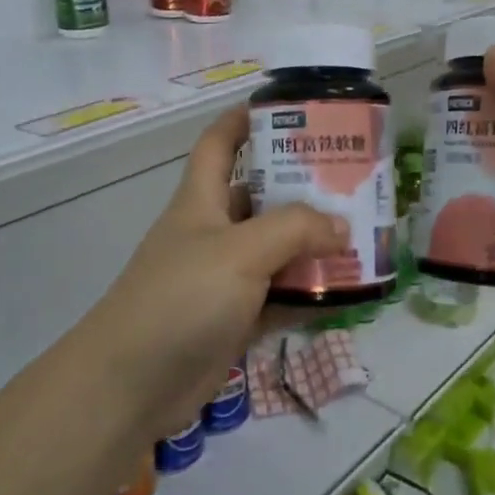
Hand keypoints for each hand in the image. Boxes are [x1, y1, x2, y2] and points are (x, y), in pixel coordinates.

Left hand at [72, 107, 348, 439]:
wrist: (130, 385)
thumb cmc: (180, 298)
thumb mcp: (240, 251)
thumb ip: (295, 230)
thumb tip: (341, 226)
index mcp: (202, 200)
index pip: (220, 143)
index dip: (245, 119)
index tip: (290, 109)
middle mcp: (213, 232)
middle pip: (262, 198)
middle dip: (303, 188)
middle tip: (355, 182)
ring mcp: (224, 279)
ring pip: (277, 251)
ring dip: (315, 247)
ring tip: (364, 237)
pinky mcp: (234, 320)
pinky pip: (280, 298)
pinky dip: (310, 295)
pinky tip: (349, 294)